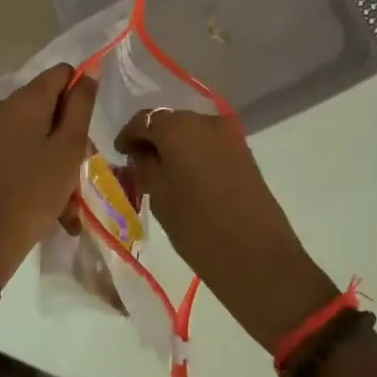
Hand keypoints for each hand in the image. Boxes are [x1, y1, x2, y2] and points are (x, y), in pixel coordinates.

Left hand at [0, 64, 95, 288]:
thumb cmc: (34, 191)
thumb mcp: (69, 147)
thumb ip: (81, 105)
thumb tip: (89, 71)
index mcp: (25, 98)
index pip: (62, 72)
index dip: (81, 95)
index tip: (88, 131)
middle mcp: (3, 106)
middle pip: (49, 105)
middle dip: (70, 134)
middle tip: (81, 169)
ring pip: (37, 133)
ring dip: (57, 159)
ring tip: (69, 201)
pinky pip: (21, 152)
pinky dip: (38, 170)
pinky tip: (51, 206)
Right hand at [116, 110, 336, 351]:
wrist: (257, 256)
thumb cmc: (197, 227)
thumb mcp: (159, 197)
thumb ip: (145, 167)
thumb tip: (140, 154)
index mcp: (178, 126)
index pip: (143, 120)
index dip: (129, 136)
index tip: (119, 154)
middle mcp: (205, 120)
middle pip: (170, 121)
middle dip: (153, 139)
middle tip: (139, 164)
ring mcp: (230, 135)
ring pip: (192, 132)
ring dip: (175, 147)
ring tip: (162, 173)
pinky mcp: (245, 152)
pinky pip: (210, 144)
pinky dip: (195, 154)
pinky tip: (186, 177)